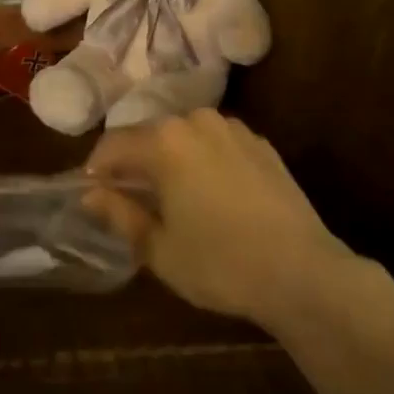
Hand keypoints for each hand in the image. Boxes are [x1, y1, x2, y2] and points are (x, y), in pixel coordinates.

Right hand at [85, 110, 350, 329]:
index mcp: (164, 141)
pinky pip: (216, 143)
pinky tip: (212, 194)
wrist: (303, 272)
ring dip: (170, 158)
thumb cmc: (221, 264)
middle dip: (134, 162)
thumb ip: (120, 214)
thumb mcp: (159, 249)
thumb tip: (89, 194)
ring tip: (172, 196)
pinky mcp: (260, 143)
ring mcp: (232, 128)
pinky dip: (203, 160)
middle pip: (149, 135)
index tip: (91, 194)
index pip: (113, 145)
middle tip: (131, 200)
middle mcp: (195, 120)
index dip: (96, 169)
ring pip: (184, 136)